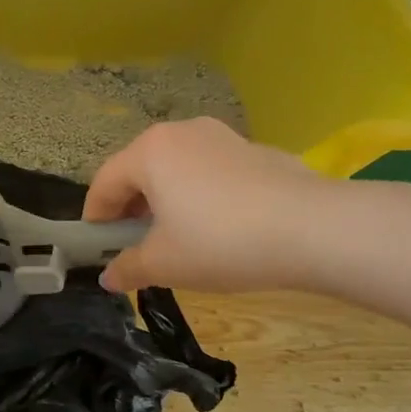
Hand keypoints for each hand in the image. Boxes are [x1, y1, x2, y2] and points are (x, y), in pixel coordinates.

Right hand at [84, 119, 332, 293]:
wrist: (315, 229)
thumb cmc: (220, 242)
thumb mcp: (164, 263)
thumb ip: (128, 268)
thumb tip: (108, 278)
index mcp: (149, 152)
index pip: (105, 183)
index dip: (96, 218)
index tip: (97, 248)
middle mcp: (180, 133)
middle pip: (139, 170)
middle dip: (130, 207)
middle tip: (134, 243)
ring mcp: (221, 136)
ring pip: (175, 168)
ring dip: (164, 199)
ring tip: (175, 235)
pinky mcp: (254, 150)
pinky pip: (209, 171)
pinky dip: (200, 195)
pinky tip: (218, 226)